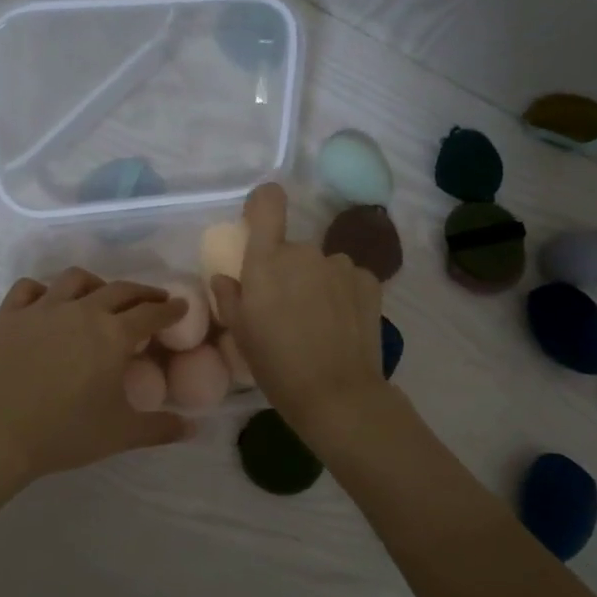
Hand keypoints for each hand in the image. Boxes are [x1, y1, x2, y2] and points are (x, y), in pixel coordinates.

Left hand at [0, 270, 192, 484]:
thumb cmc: (66, 433)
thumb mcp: (121, 434)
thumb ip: (161, 428)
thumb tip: (193, 428)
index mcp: (113, 334)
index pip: (151, 313)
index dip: (170, 309)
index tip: (180, 307)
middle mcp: (82, 310)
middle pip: (120, 290)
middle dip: (142, 292)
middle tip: (152, 300)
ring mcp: (42, 308)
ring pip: (75, 279)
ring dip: (96, 284)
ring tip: (100, 295)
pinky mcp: (9, 315)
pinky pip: (29, 288)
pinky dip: (44, 290)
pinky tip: (48, 302)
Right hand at [211, 183, 386, 443]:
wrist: (337, 394)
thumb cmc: (277, 365)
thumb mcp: (241, 334)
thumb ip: (229, 297)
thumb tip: (226, 278)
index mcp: (267, 261)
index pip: (268, 201)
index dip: (262, 204)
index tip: (259, 224)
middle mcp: (305, 252)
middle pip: (292, 248)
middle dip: (287, 270)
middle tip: (285, 309)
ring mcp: (341, 265)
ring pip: (321, 265)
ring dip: (316, 283)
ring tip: (317, 323)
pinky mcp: (369, 281)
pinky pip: (347, 279)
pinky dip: (342, 295)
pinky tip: (342, 326)